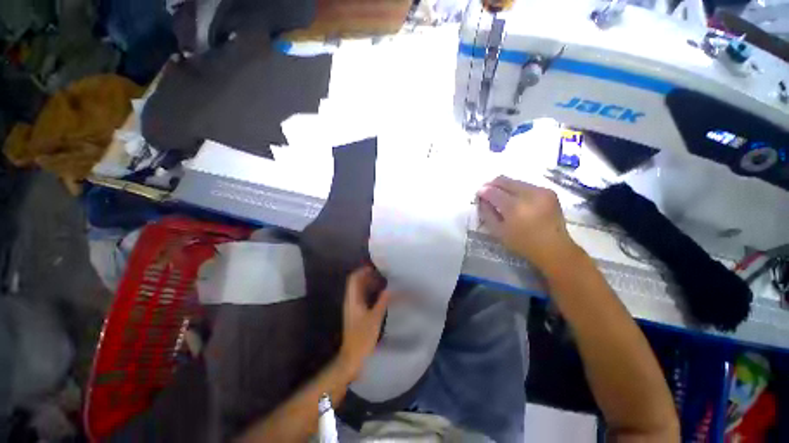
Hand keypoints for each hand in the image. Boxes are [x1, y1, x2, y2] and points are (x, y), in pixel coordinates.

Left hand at [337, 267, 390, 379]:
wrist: (352, 357)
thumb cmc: (362, 337)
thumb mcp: (375, 319)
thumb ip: (382, 302)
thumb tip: (390, 289)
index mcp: (352, 300)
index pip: (354, 279)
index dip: (362, 271)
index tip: (375, 267)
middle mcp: (351, 301)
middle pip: (356, 282)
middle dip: (368, 276)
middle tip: (382, 273)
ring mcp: (353, 307)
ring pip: (360, 289)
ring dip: (369, 283)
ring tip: (383, 281)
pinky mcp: (357, 313)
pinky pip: (363, 297)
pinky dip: (371, 292)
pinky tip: (381, 294)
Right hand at [477, 175, 580, 271]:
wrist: (554, 248)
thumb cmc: (523, 243)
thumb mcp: (499, 231)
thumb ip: (487, 213)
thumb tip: (482, 199)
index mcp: (515, 208)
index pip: (493, 192)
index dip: (483, 191)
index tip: (478, 194)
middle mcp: (529, 195)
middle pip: (504, 181)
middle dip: (492, 184)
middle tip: (486, 192)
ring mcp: (541, 191)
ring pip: (515, 181)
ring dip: (504, 186)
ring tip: (500, 196)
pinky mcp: (548, 191)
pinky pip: (526, 185)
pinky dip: (517, 189)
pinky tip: (515, 199)